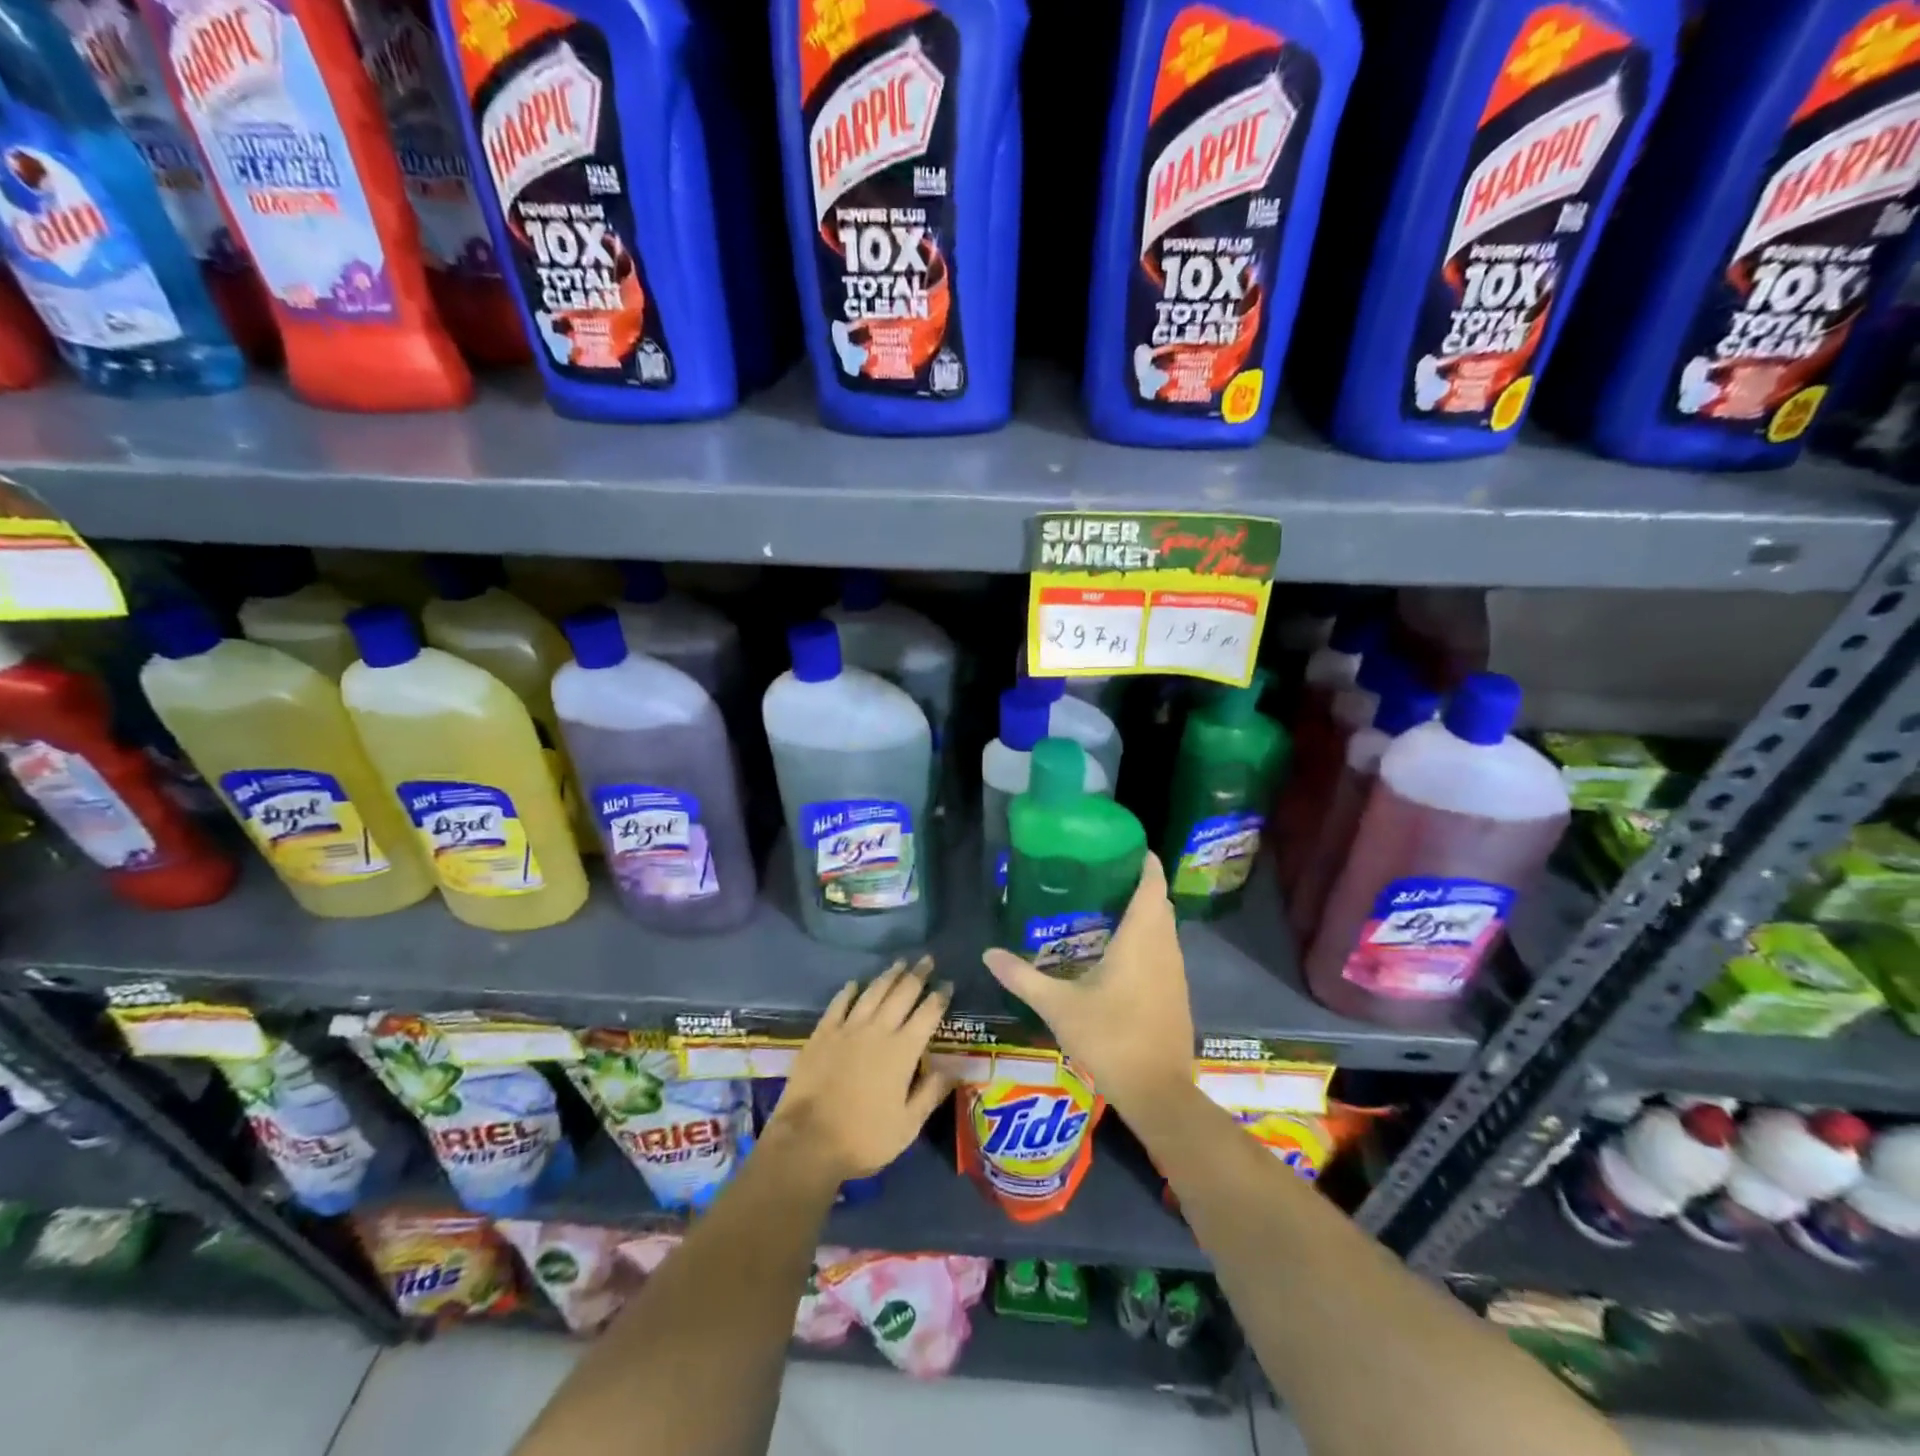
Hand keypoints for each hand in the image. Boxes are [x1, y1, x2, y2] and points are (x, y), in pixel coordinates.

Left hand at [768, 957, 954, 1184]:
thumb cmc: (863, 1138)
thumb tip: (954, 1069)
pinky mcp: (822, 1033)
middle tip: (927, 959)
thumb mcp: (907, 1126)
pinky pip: (839, 1003)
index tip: (948, 983)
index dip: (940, 997)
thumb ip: (931, 1093)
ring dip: (888, 975)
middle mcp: (878, 1030)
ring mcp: (848, 1028)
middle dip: (917, 974)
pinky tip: (855, 983)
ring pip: (873, 992)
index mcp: (903, 1051)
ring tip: (899, 962)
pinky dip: (849, 991)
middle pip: (902, 993)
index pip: (928, 1014)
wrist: (807, 1141)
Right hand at [982, 853, 1193, 1113]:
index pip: (1151, 885)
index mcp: (1141, 939)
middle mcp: (1164, 948)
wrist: (1157, 1092)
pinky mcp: (1175, 993)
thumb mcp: (1058, 1007)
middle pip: (1158, 903)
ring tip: (1104, 906)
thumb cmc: (1110, 1039)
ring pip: (1163, 928)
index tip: (1124, 845)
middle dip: (1137, 884)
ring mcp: (1174, 972)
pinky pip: (1164, 949)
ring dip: (1143, 912)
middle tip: (1100, 875)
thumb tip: (988, 953)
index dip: (1144, 861)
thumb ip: (1023, 977)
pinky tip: (1118, 951)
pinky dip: (1147, 938)